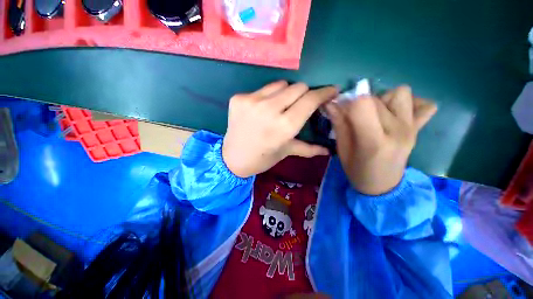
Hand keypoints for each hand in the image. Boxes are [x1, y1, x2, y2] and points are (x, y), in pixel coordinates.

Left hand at [222, 81, 336, 177]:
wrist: (232, 158)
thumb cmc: (262, 158)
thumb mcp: (286, 152)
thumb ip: (309, 149)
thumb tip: (328, 151)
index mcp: (284, 127)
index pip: (310, 100)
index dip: (324, 93)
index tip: (331, 91)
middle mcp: (269, 110)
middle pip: (298, 87)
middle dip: (304, 94)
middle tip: (300, 104)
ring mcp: (252, 101)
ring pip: (281, 84)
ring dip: (286, 93)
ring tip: (280, 106)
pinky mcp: (239, 98)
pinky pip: (262, 89)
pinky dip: (268, 96)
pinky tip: (262, 109)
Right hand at [326, 86, 436, 194]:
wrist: (382, 186)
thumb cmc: (356, 169)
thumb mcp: (342, 149)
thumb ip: (338, 124)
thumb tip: (331, 103)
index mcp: (373, 141)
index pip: (363, 104)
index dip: (348, 102)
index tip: (342, 110)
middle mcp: (397, 131)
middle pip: (376, 98)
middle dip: (359, 103)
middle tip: (354, 117)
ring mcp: (412, 128)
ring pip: (400, 93)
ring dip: (383, 100)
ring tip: (376, 115)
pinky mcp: (419, 129)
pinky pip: (425, 105)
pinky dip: (411, 104)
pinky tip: (397, 114)